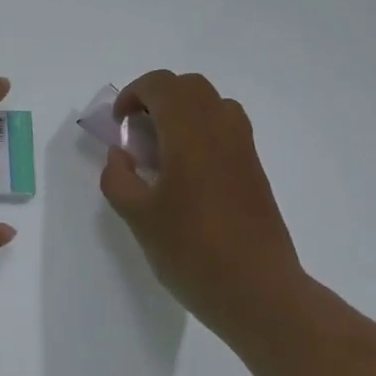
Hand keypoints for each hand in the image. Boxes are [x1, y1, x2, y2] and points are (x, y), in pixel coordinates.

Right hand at [98, 70, 307, 334]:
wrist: (257, 290)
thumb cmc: (191, 251)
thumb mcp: (136, 216)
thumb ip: (118, 177)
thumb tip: (121, 155)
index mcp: (190, 135)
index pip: (162, 86)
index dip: (133, 94)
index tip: (118, 125)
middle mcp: (222, 130)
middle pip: (190, 87)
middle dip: (157, 97)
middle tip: (136, 130)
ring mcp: (243, 150)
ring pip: (212, 104)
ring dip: (181, 112)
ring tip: (160, 148)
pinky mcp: (254, 170)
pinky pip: (226, 129)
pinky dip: (200, 131)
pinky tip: (185, 172)